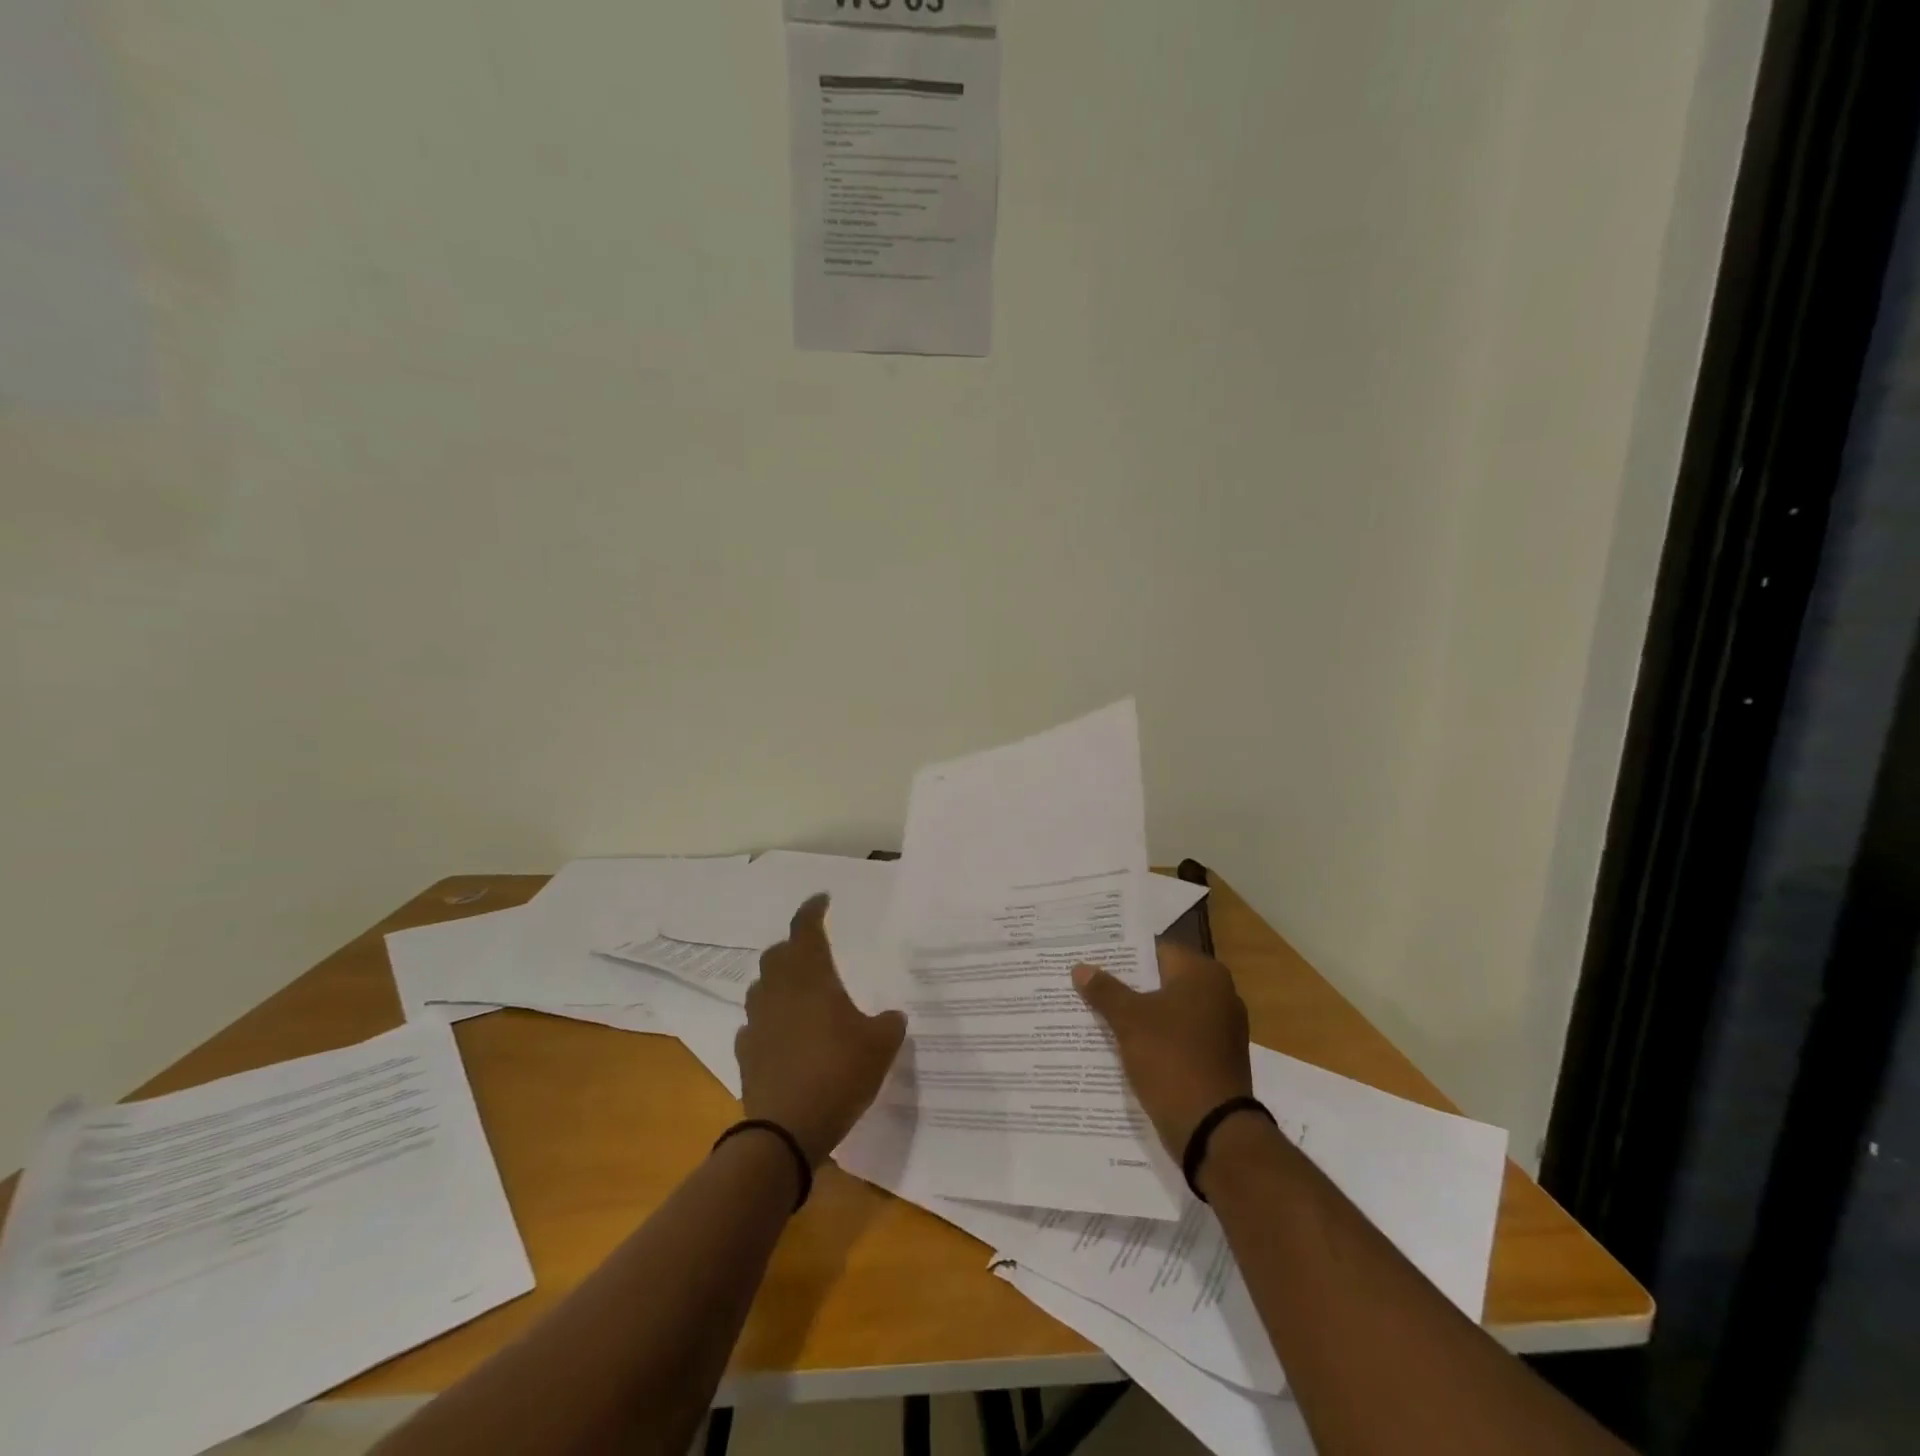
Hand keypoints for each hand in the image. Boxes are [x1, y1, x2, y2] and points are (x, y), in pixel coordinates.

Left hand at [737, 895, 907, 1166]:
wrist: (785, 1131)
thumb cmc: (838, 1074)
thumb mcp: (880, 1046)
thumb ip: (889, 1024)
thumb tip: (892, 1016)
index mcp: (811, 978)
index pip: (805, 929)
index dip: (812, 910)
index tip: (822, 899)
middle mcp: (778, 991)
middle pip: (777, 954)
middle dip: (794, 946)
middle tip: (813, 952)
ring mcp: (757, 1022)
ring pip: (762, 987)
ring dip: (778, 981)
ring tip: (799, 992)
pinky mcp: (746, 1052)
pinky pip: (755, 1024)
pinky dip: (769, 1020)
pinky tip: (782, 1034)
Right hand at [1073, 940, 1252, 1157]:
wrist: (1212, 1130)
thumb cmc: (1172, 1060)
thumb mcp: (1130, 1021)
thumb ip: (1105, 990)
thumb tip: (1080, 968)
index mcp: (1204, 975)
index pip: (1155, 950)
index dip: (1121, 954)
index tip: (1091, 958)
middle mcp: (1219, 994)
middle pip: (1161, 980)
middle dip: (1126, 984)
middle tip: (1086, 983)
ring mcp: (1220, 1029)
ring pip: (1167, 1010)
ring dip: (1137, 1013)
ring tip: (1095, 1012)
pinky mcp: (1215, 1059)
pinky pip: (1176, 1037)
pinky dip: (1153, 1038)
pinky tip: (1120, 1044)